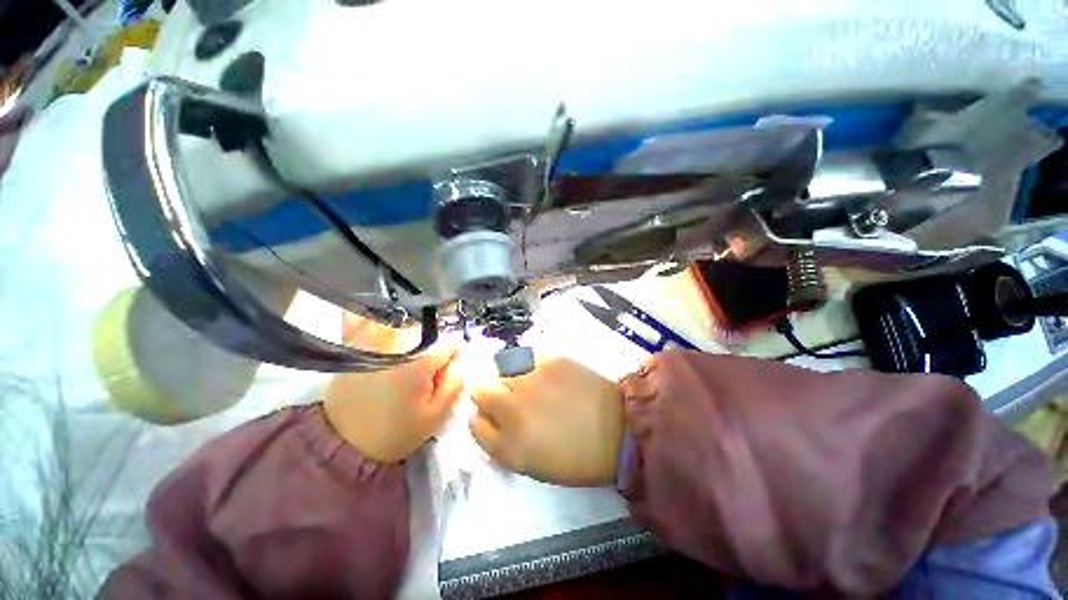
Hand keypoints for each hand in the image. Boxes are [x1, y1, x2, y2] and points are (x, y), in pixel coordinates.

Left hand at [323, 314, 462, 463]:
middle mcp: (396, 339)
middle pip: (432, 331)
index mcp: (418, 359)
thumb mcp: (436, 415)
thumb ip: (456, 381)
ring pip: (408, 323)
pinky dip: (374, 316)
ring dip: (414, 338)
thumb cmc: (394, 431)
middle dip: (435, 349)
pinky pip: (364, 315)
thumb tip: (463, 355)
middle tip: (425, 376)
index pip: (453, 341)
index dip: (456, 357)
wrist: (341, 443)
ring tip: (404, 364)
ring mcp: (371, 336)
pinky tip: (382, 327)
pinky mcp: (352, 340)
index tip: (448, 373)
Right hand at [469, 358, 624, 486]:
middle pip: (480, 390)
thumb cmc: (578, 456)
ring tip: (530, 384)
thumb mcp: (532, 464)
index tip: (492, 416)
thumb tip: (485, 420)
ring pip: (501, 370)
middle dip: (489, 394)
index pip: (474, 424)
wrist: (619, 430)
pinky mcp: (549, 360)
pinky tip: (548, 375)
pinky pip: (527, 358)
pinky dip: (531, 366)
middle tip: (509, 397)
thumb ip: (502, 443)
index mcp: (508, 445)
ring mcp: (530, 380)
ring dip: (509, 378)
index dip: (482, 418)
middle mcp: (512, 409)